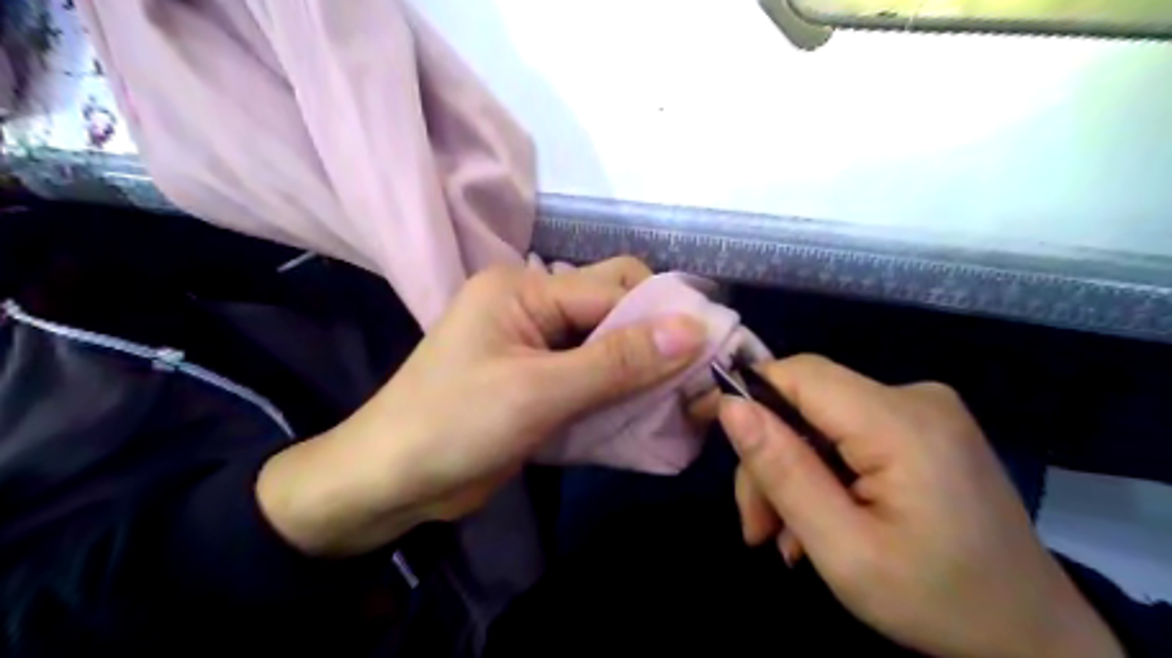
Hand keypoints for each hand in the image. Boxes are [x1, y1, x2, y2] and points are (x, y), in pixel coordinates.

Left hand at [257, 258, 702, 554]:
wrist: (389, 484)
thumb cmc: (453, 427)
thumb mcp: (539, 393)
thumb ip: (617, 361)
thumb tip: (694, 329)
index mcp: (523, 289)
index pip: (613, 287)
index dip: (664, 315)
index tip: (714, 348)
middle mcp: (533, 305)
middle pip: (613, 308)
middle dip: (656, 339)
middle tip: (697, 377)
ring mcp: (535, 344)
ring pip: (607, 343)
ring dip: (642, 368)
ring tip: (682, 397)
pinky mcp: (538, 379)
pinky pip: (592, 373)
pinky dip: (620, 390)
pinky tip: (646, 409)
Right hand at [719, 355, 1121, 657]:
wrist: (1036, 637)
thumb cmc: (939, 601)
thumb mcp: (844, 550)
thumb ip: (784, 472)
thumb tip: (731, 406)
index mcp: (902, 424)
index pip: (800, 373)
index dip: (747, 393)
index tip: (711, 434)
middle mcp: (915, 397)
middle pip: (806, 402)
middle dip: (770, 459)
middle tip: (756, 526)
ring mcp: (924, 410)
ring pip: (820, 420)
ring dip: (792, 472)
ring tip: (784, 538)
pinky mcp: (923, 427)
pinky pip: (847, 432)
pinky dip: (822, 470)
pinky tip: (818, 521)